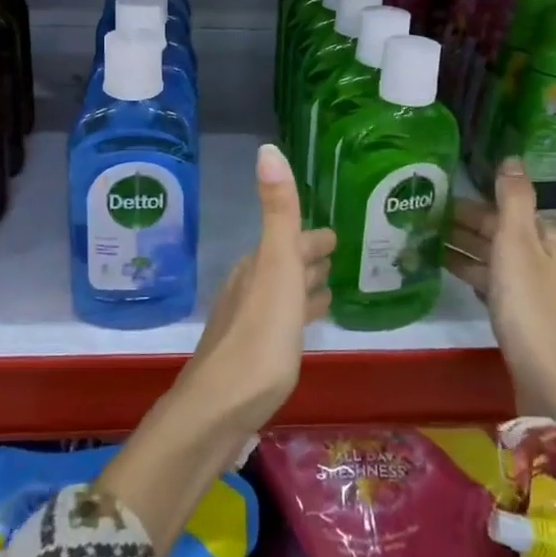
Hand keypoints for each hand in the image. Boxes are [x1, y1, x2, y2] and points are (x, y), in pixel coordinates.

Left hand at [183, 143, 334, 432]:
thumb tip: (267, 148)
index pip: (289, 241)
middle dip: (308, 258)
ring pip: (281, 294)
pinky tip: (302, 330)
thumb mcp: (276, 267)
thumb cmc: (259, 337)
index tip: (334, 235)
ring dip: (303, 287)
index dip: (312, 238)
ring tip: (327, 289)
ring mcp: (247, 323)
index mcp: (258, 266)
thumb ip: (277, 212)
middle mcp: (249, 288)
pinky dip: (295, 316)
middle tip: (335, 256)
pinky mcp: (250, 356)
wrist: (219, 408)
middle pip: (284, 265)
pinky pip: (280, 323)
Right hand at [446, 158, 555, 415]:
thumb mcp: (518, 245)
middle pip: (509, 237)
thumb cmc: (531, 307)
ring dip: (471, 254)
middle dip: (470, 230)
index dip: (473, 208)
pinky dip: (483, 279)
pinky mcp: (540, 323)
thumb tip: (513, 158)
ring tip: (431, 248)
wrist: (555, 383)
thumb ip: (513, 199)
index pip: (510, 212)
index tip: (438, 205)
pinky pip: (507, 289)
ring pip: (505, 264)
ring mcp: (552, 295)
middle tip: (427, 224)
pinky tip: (460, 279)